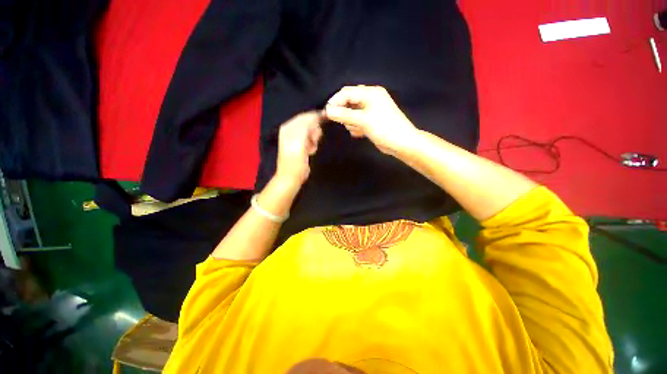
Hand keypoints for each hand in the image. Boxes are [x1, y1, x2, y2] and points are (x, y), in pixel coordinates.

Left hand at [275, 111, 323, 185]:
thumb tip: (316, 115)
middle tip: (315, 140)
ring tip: (312, 148)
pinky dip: (313, 144)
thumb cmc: (295, 161)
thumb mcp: (300, 141)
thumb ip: (306, 126)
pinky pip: (311, 140)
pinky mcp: (301, 146)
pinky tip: (311, 151)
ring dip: (314, 139)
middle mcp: (291, 130)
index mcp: (288, 127)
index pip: (304, 116)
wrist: (291, 177)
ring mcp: (296, 138)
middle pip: (309, 123)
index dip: (316, 118)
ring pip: (311, 132)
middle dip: (314, 131)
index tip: (327, 120)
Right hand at [324, 85, 417, 155]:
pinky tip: (360, 133)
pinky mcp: (371, 121)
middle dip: (345, 113)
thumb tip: (328, 111)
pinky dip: (356, 127)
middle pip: (349, 102)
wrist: (402, 143)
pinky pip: (358, 121)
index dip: (335, 101)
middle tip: (344, 123)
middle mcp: (370, 99)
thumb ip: (345, 115)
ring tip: (357, 129)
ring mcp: (371, 110)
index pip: (347, 92)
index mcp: (370, 93)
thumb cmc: (384, 128)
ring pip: (352, 113)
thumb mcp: (363, 120)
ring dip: (351, 122)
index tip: (327, 113)